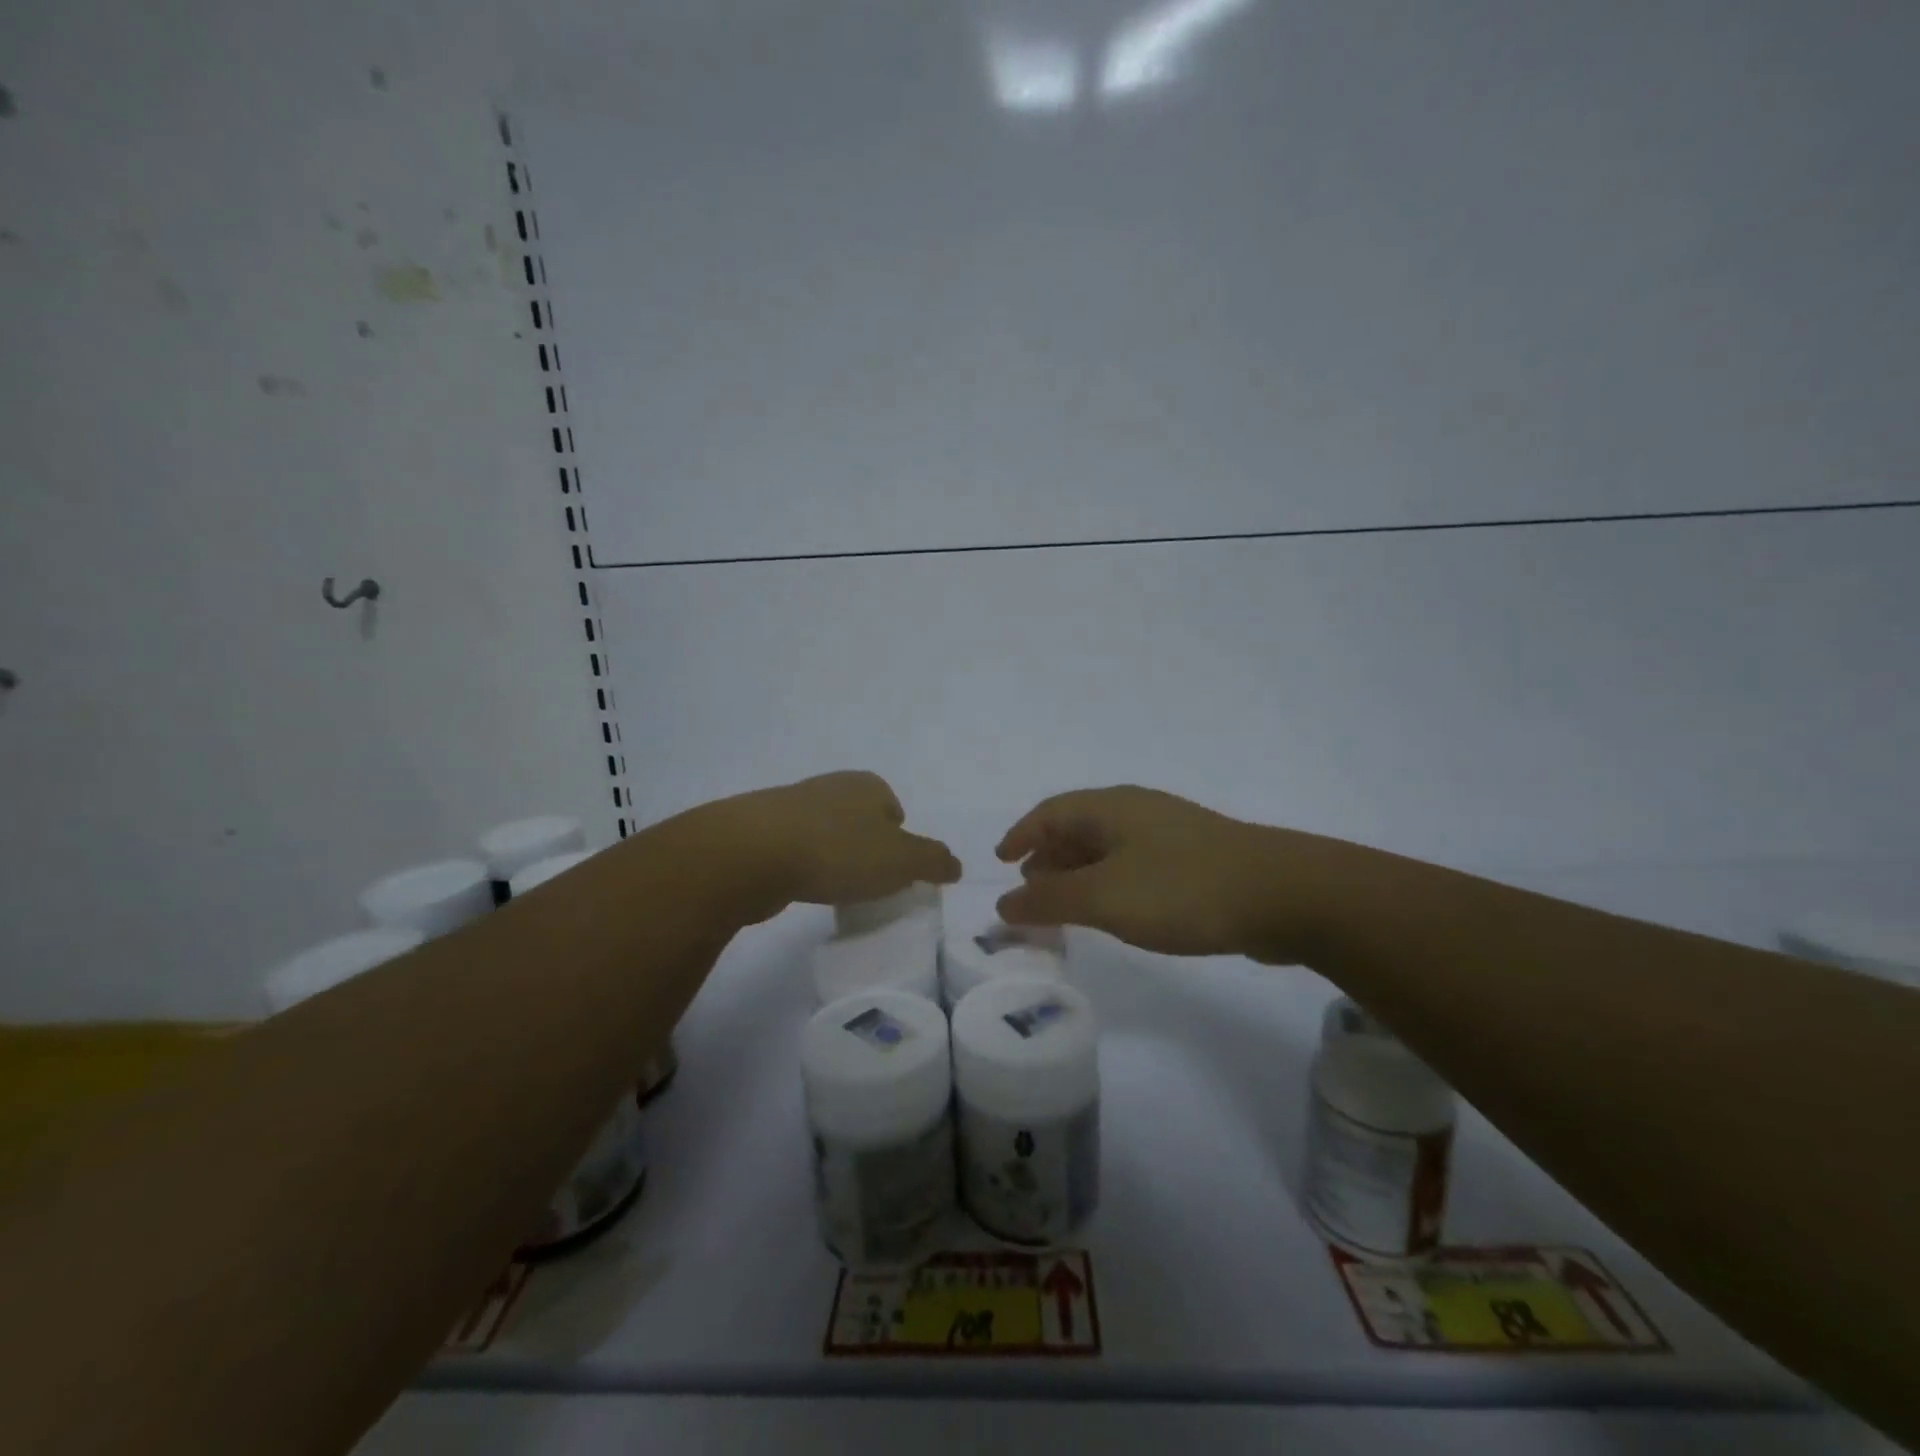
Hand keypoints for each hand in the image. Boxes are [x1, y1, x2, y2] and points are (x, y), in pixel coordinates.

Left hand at [719, 771, 960, 915]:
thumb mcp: (902, 860)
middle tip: (868, 883)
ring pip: (826, 833)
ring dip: (833, 857)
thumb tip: (956, 865)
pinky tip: (801, 887)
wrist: (751, 853)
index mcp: (868, 785)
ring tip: (834, 888)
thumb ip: (934, 861)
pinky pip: (795, 849)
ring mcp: (792, 805)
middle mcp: (831, 786)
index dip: (900, 839)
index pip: (894, 809)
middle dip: (866, 848)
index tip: (894, 871)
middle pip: (860, 819)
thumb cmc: (838, 851)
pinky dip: (803, 866)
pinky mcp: (761, 830)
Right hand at [995, 786, 1348, 961]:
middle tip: (1030, 888)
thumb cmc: (1181, 889)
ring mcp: (1171, 833)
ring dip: (1079, 871)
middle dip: (1048, 856)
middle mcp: (1137, 811)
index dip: (1021, 834)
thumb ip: (1049, 900)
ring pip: (1108, 846)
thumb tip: (1004, 902)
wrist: (1283, 895)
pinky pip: (1135, 863)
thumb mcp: (1104, 898)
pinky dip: (1110, 881)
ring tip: (1065, 902)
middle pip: (1078, 826)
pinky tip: (1117, 908)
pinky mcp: (1196, 859)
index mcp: (1110, 808)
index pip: (1050, 812)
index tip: (1001, 861)